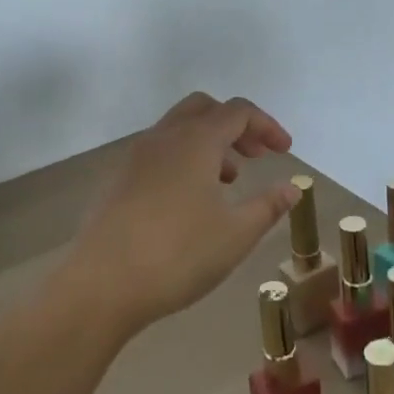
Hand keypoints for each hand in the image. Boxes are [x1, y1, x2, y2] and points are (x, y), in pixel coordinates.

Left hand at [64, 92, 298, 337]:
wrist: (101, 284)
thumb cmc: (178, 255)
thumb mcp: (235, 234)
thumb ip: (268, 206)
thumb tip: (291, 187)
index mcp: (195, 140)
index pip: (238, 112)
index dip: (267, 126)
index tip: (285, 152)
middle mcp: (164, 137)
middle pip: (204, 108)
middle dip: (235, 126)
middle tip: (256, 156)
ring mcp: (136, 156)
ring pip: (179, 129)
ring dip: (208, 143)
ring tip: (228, 182)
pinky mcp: (118, 179)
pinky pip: (159, 152)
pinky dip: (183, 159)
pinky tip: (190, 201)